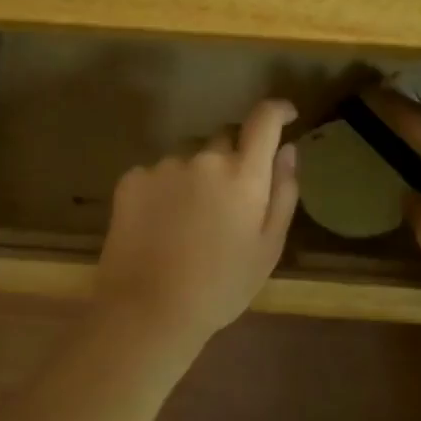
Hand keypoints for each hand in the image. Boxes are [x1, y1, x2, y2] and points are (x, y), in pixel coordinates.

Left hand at [93, 99, 300, 346]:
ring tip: (188, 219)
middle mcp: (204, 159)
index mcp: (244, 175)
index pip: (264, 121)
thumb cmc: (221, 286)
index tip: (284, 115)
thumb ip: (283, 192)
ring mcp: (164, 166)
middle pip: (224, 138)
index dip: (276, 110)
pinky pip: (156, 173)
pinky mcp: (131, 179)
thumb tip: (288, 150)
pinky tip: (159, 224)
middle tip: (228, 198)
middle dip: (231, 157)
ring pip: (188, 156)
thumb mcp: (268, 247)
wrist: (149, 309)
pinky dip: (163, 189)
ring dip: (195, 173)